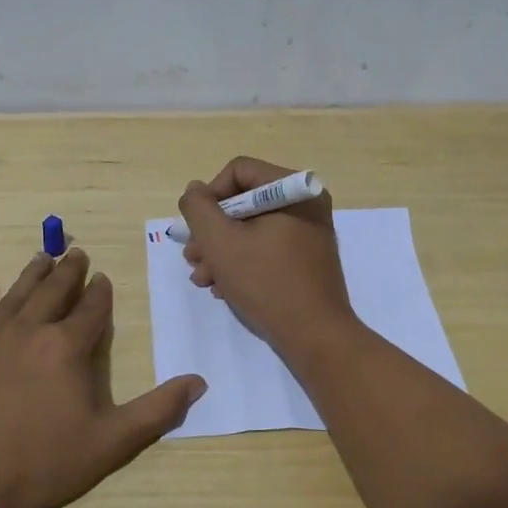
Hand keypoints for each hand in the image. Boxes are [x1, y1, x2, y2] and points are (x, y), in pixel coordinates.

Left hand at [0, 248, 206, 507]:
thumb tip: (199, 382)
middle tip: (76, 253)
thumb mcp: (112, 442)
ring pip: (15, 296)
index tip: (103, 277)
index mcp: (66, 347)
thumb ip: (158, 410)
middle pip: (53, 291)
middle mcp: (28, 332)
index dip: (100, 292)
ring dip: (32, 275)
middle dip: (68, 271)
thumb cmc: (45, 464)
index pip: (90, 309)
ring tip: (42, 257)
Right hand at [177, 157, 356, 352]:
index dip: (209, 197)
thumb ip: (199, 209)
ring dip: (221, 250)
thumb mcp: (220, 242)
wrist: (315, 336)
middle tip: (192, 258)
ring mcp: (308, 232)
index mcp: (293, 189)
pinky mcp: (306, 257)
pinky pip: (267, 246)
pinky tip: (223, 287)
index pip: (238, 171)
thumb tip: (195, 190)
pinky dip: (242, 262)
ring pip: (251, 227)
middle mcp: (305, 203)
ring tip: (203, 278)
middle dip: (212, 231)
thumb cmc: (267, 283)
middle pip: (243, 201)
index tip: (197, 230)